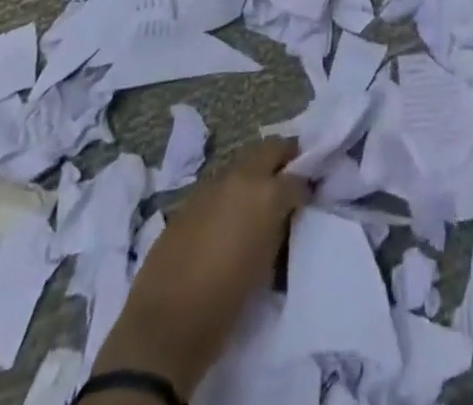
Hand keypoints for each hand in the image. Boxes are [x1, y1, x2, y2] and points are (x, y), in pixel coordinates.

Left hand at [92, 139, 307, 398]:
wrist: (166, 324)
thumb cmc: (225, 303)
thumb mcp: (267, 263)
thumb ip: (278, 227)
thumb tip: (283, 215)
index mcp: (267, 194)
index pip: (297, 177)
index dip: (304, 187)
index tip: (306, 199)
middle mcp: (241, 177)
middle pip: (270, 148)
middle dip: (283, 157)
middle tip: (290, 175)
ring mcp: (212, 183)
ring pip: (243, 162)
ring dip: (255, 172)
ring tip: (259, 196)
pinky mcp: (190, 197)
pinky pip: (219, 183)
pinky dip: (230, 190)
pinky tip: (228, 213)